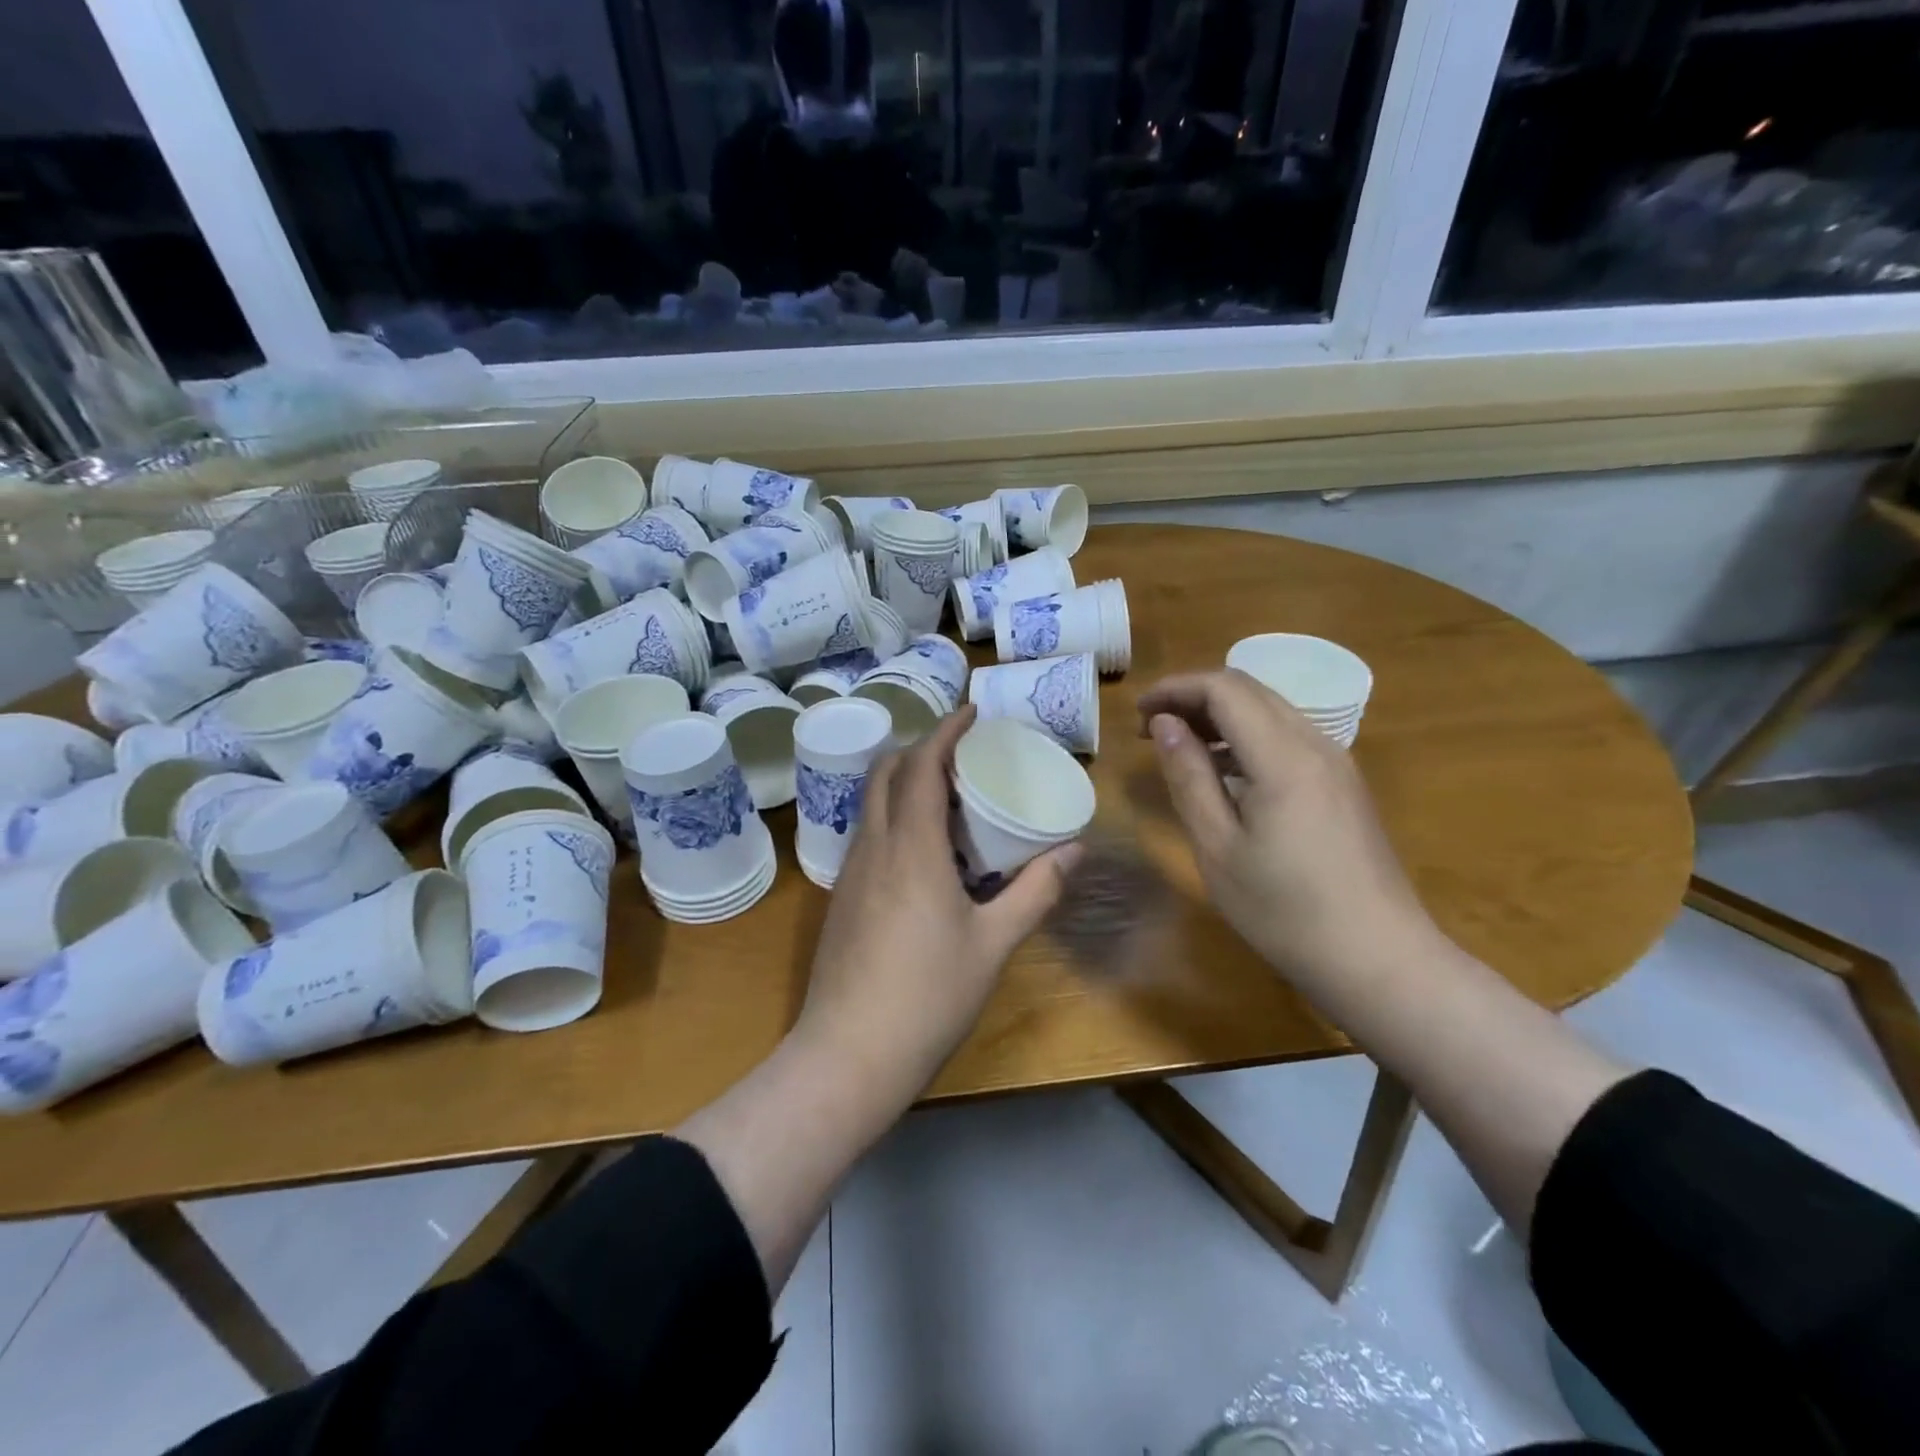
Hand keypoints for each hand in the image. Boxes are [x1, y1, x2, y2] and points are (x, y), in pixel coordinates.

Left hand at [797, 706, 1080, 1096]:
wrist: (848, 1055)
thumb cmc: (928, 996)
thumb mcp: (994, 944)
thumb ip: (1035, 892)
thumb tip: (1072, 850)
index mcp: (912, 847)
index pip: (921, 765)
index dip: (945, 731)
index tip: (971, 712)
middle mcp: (874, 847)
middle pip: (886, 772)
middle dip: (921, 748)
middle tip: (963, 753)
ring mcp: (850, 872)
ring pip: (872, 803)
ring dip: (904, 782)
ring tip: (948, 795)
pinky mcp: (841, 898)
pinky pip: (868, 834)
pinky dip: (894, 816)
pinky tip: (924, 849)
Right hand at [1138, 670, 1443, 988]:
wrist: (1378, 959)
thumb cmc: (1284, 911)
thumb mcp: (1218, 847)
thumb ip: (1189, 777)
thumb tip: (1164, 725)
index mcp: (1282, 757)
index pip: (1224, 688)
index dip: (1176, 688)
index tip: (1138, 714)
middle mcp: (1315, 744)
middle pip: (1249, 690)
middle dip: (1194, 697)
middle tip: (1151, 729)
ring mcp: (1336, 763)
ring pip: (1271, 710)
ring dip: (1221, 715)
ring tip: (1179, 747)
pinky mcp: (1343, 784)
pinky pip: (1288, 737)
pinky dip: (1247, 737)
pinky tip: (1225, 772)